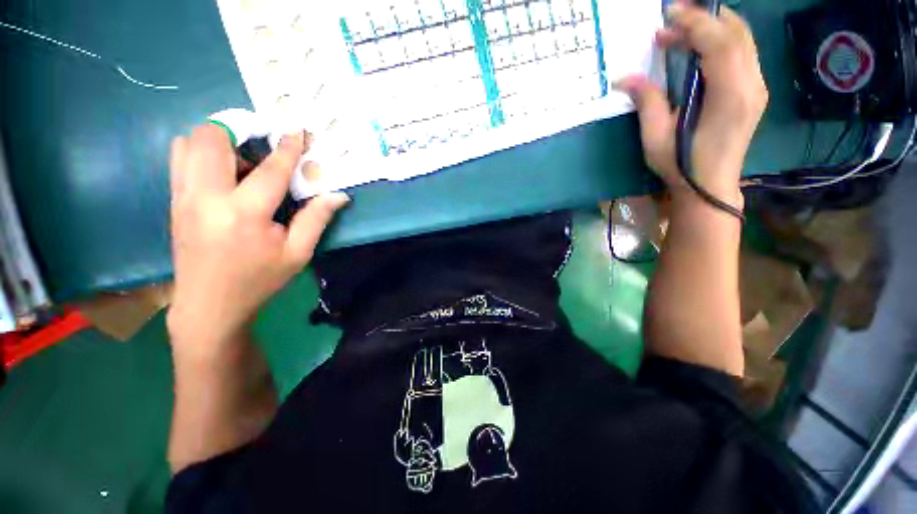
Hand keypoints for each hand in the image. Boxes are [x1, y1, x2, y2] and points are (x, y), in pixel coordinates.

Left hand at [167, 125, 348, 354]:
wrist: (209, 306)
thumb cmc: (259, 280)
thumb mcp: (297, 253)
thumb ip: (317, 219)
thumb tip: (339, 195)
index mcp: (244, 214)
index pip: (269, 169)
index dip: (287, 148)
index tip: (297, 130)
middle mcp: (206, 197)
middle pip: (210, 138)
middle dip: (239, 128)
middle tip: (263, 142)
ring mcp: (183, 197)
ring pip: (189, 143)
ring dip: (218, 139)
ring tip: (244, 157)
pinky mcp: (174, 201)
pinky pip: (181, 159)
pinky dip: (203, 152)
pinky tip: (225, 172)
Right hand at [616, 2, 768, 206]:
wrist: (710, 187)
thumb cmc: (681, 165)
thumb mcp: (656, 137)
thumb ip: (647, 101)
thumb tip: (625, 79)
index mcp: (728, 95)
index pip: (719, 42)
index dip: (694, 22)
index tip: (669, 15)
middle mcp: (751, 85)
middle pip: (736, 34)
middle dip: (704, 19)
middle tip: (672, 20)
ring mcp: (757, 87)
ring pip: (743, 40)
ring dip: (714, 27)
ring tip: (683, 32)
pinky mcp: (755, 92)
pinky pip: (744, 53)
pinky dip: (723, 41)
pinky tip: (701, 48)